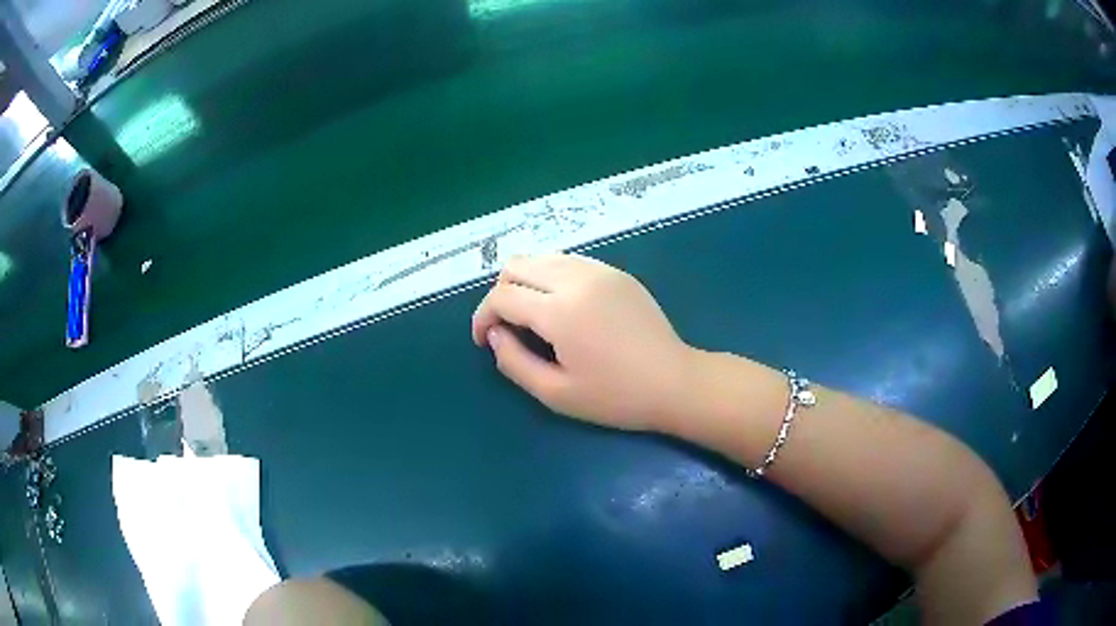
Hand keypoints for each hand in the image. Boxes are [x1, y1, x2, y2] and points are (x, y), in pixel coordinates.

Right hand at [471, 253, 691, 430]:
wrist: (675, 382)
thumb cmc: (616, 397)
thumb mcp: (556, 393)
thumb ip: (514, 362)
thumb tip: (495, 334)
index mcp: (559, 310)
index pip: (502, 295)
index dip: (483, 317)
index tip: (485, 340)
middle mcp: (576, 279)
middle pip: (517, 265)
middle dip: (500, 294)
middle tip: (508, 327)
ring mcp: (599, 271)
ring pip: (542, 257)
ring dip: (526, 281)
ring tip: (532, 316)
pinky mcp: (616, 273)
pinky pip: (569, 261)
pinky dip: (552, 276)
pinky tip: (562, 306)